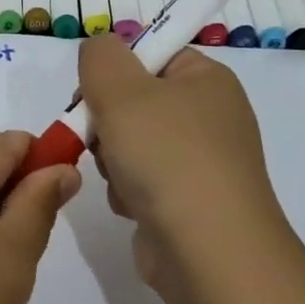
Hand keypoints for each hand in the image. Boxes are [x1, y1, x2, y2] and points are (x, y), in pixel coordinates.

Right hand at [78, 37, 285, 284]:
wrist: (208, 253)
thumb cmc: (167, 156)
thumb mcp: (122, 89)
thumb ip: (100, 57)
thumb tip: (101, 51)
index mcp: (208, 80)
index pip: (152, 54)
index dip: (116, 70)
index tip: (94, 93)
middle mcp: (210, 117)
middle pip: (137, 101)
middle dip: (107, 121)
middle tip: (101, 137)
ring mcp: (202, 163)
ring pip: (132, 143)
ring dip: (113, 160)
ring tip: (122, 179)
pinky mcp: (189, 203)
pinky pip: (142, 182)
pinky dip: (128, 192)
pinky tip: (132, 206)